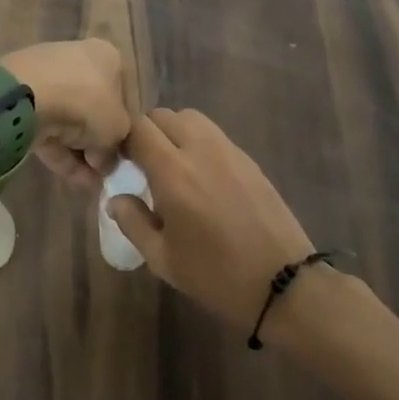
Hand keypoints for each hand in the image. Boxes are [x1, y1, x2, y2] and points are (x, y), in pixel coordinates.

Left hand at [0, 39, 132, 182]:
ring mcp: (47, 77)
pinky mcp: (22, 98)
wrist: (27, 95)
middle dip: (97, 143)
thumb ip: (116, 146)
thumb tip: (106, 161)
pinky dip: (59, 152)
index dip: (123, 126)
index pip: (122, 93)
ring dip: (79, 153)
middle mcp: (78, 59)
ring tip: (89, 183)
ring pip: (68, 120)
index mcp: (107, 56)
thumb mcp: (117, 129)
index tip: (121, 154)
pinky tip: (71, 178)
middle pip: (93, 108)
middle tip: (103, 171)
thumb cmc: (87, 102)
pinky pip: (47, 127)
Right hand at [108, 109, 317, 336]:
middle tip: (143, 164)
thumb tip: (115, 199)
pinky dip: (198, 142)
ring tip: (172, 164)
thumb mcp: (163, 259)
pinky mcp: (248, 158)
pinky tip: (201, 176)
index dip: (123, 140)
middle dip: (146, 133)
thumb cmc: (216, 276)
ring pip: (190, 118)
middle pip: (163, 116)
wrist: (283, 283)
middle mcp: (199, 150)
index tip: (120, 163)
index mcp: (173, 172)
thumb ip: (133, 223)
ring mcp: (228, 150)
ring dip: (173, 131)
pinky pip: (213, 134)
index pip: (138, 129)